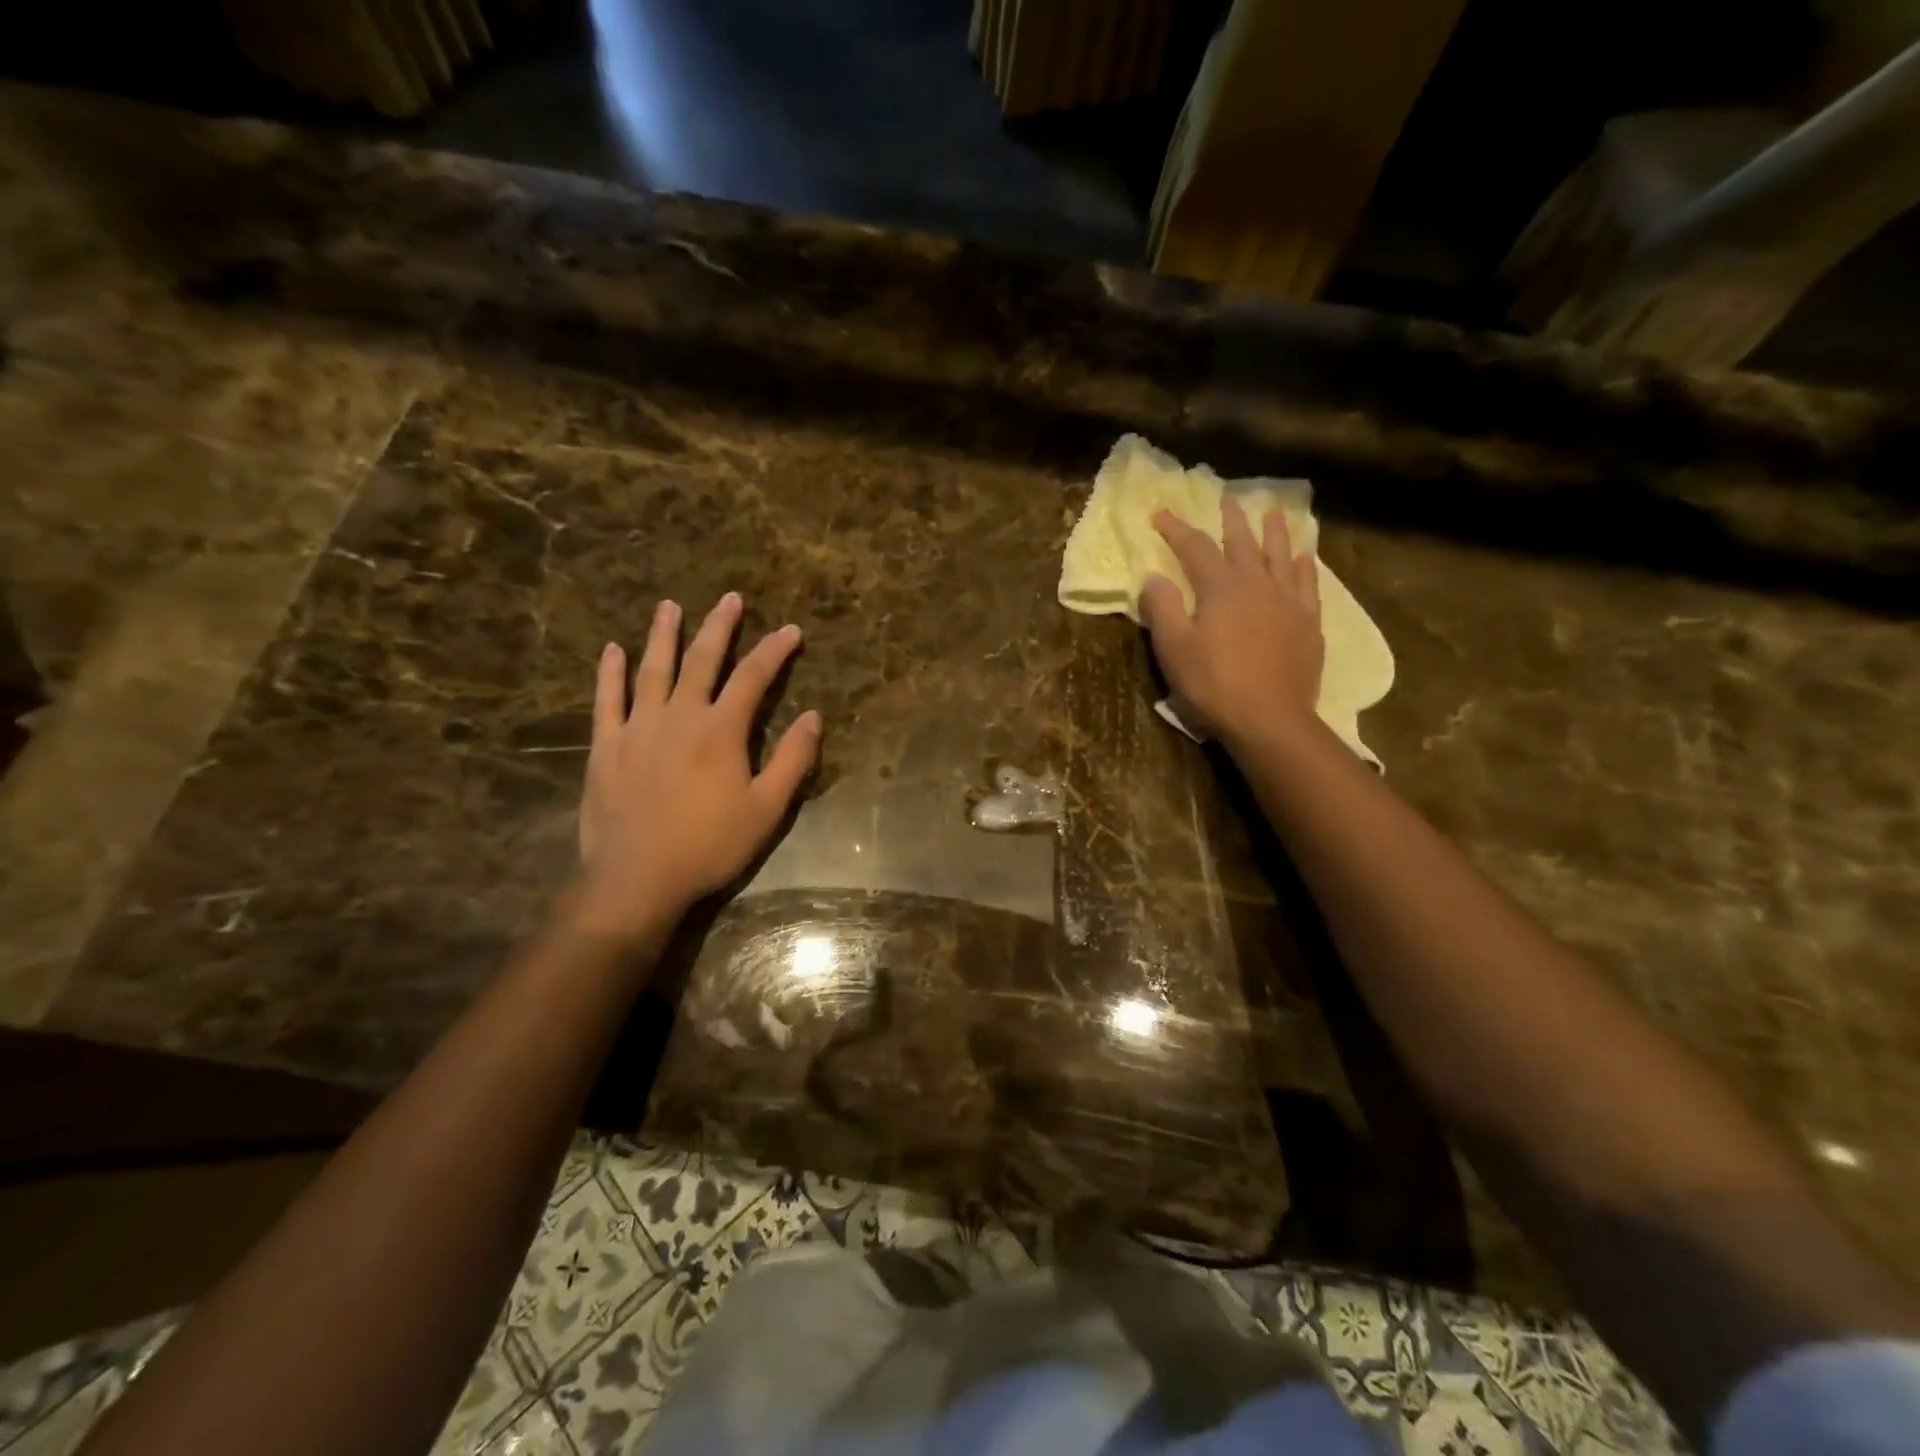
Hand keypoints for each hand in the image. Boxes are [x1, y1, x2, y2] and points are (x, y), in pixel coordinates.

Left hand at [574, 592, 820, 937]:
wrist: (637, 878)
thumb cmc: (709, 845)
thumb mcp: (766, 809)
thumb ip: (792, 759)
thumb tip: (814, 717)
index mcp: (721, 730)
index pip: (754, 678)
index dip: (775, 650)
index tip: (791, 630)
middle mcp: (680, 716)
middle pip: (702, 660)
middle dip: (720, 627)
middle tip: (729, 598)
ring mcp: (637, 727)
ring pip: (652, 670)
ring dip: (663, 635)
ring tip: (670, 606)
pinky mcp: (605, 746)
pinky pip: (606, 700)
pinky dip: (609, 673)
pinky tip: (612, 650)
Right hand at [1138, 496, 1322, 744]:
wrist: (1270, 719)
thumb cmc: (1213, 684)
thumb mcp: (1174, 648)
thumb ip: (1162, 608)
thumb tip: (1153, 577)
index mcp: (1220, 587)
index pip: (1194, 548)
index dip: (1176, 529)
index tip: (1161, 515)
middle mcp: (1257, 583)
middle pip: (1242, 542)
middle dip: (1231, 520)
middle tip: (1227, 500)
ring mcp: (1288, 601)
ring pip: (1281, 555)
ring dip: (1274, 532)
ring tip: (1274, 513)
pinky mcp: (1308, 622)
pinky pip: (1308, 583)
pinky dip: (1305, 565)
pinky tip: (1305, 557)